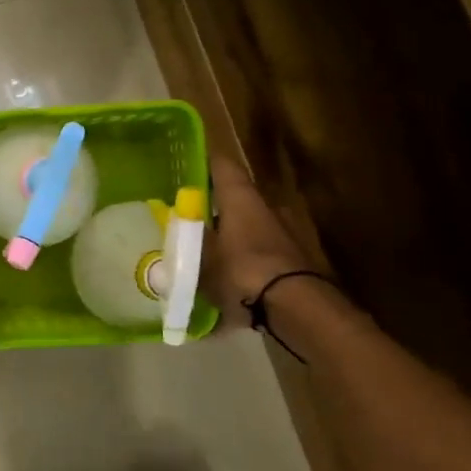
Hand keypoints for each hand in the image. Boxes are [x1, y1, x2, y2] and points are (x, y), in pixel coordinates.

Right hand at [202, 154, 312, 329]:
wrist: (295, 307)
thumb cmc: (241, 270)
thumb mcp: (200, 258)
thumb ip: (186, 243)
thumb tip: (174, 230)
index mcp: (242, 198)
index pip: (223, 166)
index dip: (206, 162)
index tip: (189, 162)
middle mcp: (266, 208)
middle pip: (238, 199)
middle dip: (216, 207)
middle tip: (192, 219)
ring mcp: (286, 233)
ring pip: (250, 226)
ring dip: (232, 235)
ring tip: (208, 253)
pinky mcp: (296, 260)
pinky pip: (262, 253)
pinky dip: (246, 259)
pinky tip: (229, 279)